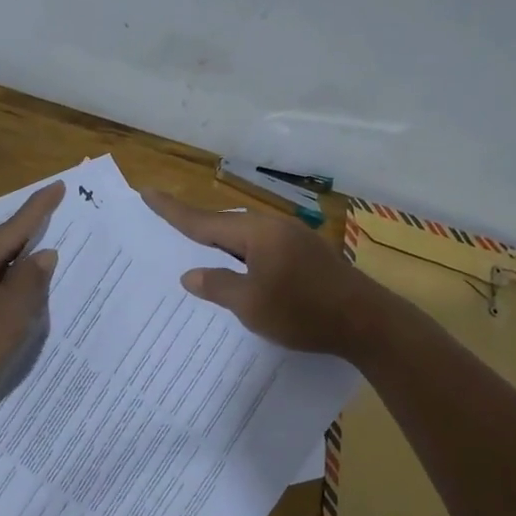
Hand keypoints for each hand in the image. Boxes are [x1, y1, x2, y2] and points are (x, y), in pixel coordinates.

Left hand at [0, 181, 63, 415]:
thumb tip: (43, 254)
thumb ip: (31, 280)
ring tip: (45, 261)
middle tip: (58, 222)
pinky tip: (18, 293)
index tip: (58, 186)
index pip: (14, 226)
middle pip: (2, 243)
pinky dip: (4, 283)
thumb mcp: (11, 312)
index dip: (39, 207)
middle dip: (30, 235)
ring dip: (18, 264)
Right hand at [142, 190, 376, 357]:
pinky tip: (238, 269)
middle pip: (225, 223)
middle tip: (167, 225)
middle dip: (196, 226)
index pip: (204, 220)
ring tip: (196, 250)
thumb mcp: (251, 305)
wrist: (368, 322)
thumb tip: (191, 274)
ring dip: (221, 242)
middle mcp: (274, 226)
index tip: (147, 193)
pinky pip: (261, 246)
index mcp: (257, 233)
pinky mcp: (306, 253)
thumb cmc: (304, 312)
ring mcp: (294, 238)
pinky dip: (242, 253)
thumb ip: (218, 286)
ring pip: (245, 235)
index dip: (172, 210)